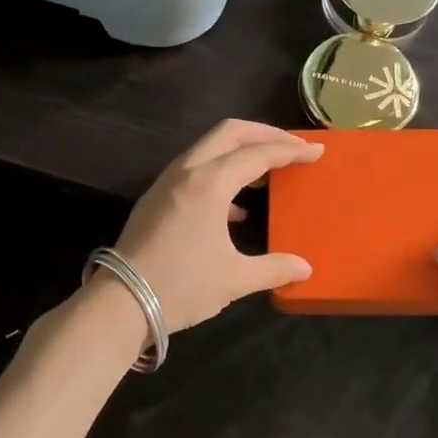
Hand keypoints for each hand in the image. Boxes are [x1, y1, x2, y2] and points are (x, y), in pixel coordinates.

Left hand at [111, 120, 322, 332]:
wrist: (120, 303)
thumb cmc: (182, 286)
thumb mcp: (234, 279)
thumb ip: (274, 268)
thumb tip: (305, 269)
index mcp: (209, 183)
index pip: (257, 154)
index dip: (290, 150)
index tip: (316, 151)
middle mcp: (187, 172)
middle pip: (229, 133)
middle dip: (264, 134)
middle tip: (292, 146)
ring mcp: (166, 183)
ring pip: (208, 148)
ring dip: (240, 151)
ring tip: (268, 171)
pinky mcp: (156, 198)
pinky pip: (195, 169)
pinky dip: (221, 173)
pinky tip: (236, 207)